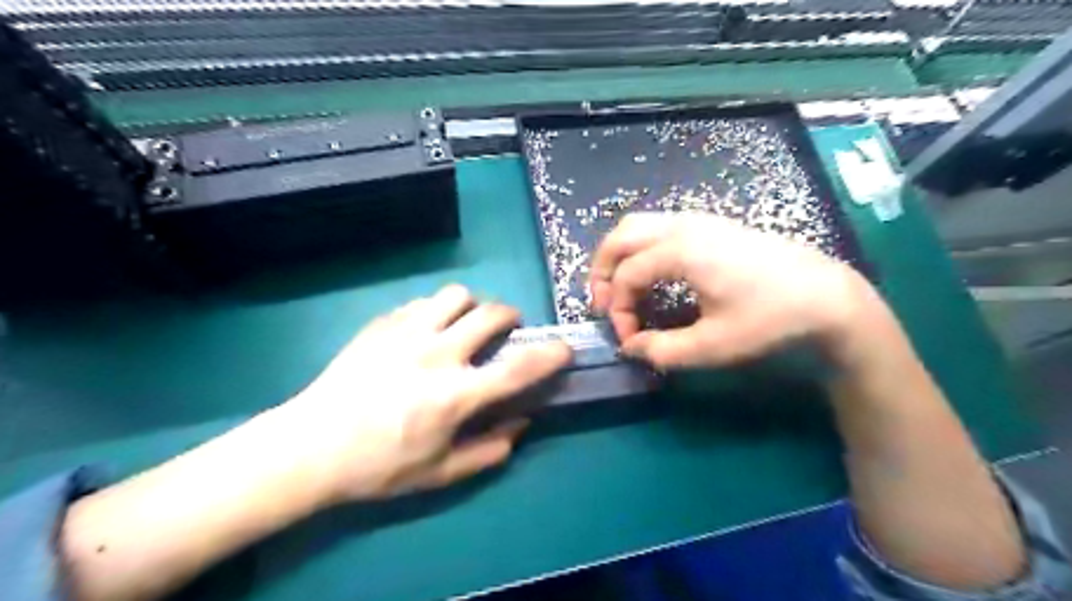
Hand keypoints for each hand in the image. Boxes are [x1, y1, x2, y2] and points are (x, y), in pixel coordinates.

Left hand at [279, 285, 573, 504]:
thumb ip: (488, 450)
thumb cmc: (379, 466)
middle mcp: (437, 354)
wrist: (310, 447)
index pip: (518, 368)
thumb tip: (521, 425)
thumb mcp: (439, 473)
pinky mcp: (381, 324)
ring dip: (471, 306)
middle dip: (510, 316)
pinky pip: (421, 302)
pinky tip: (425, 331)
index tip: (564, 348)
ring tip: (464, 323)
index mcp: (456, 394)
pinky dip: (435, 312)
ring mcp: (407, 333)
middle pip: (490, 314)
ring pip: (456, 295)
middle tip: (507, 329)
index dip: (550, 355)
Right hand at [591, 214, 873, 368]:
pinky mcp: (713, 224)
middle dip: (603, 270)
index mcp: (680, 251)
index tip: (630, 339)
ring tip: (622, 288)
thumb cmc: (770, 320)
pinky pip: (659, 226)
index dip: (618, 310)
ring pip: (639, 225)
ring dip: (620, 255)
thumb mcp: (713, 346)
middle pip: (621, 236)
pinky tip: (653, 273)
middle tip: (605, 304)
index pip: (627, 277)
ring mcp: (699, 220)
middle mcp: (683, 226)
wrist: (828, 297)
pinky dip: (641, 247)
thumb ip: (662, 350)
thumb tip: (631, 348)